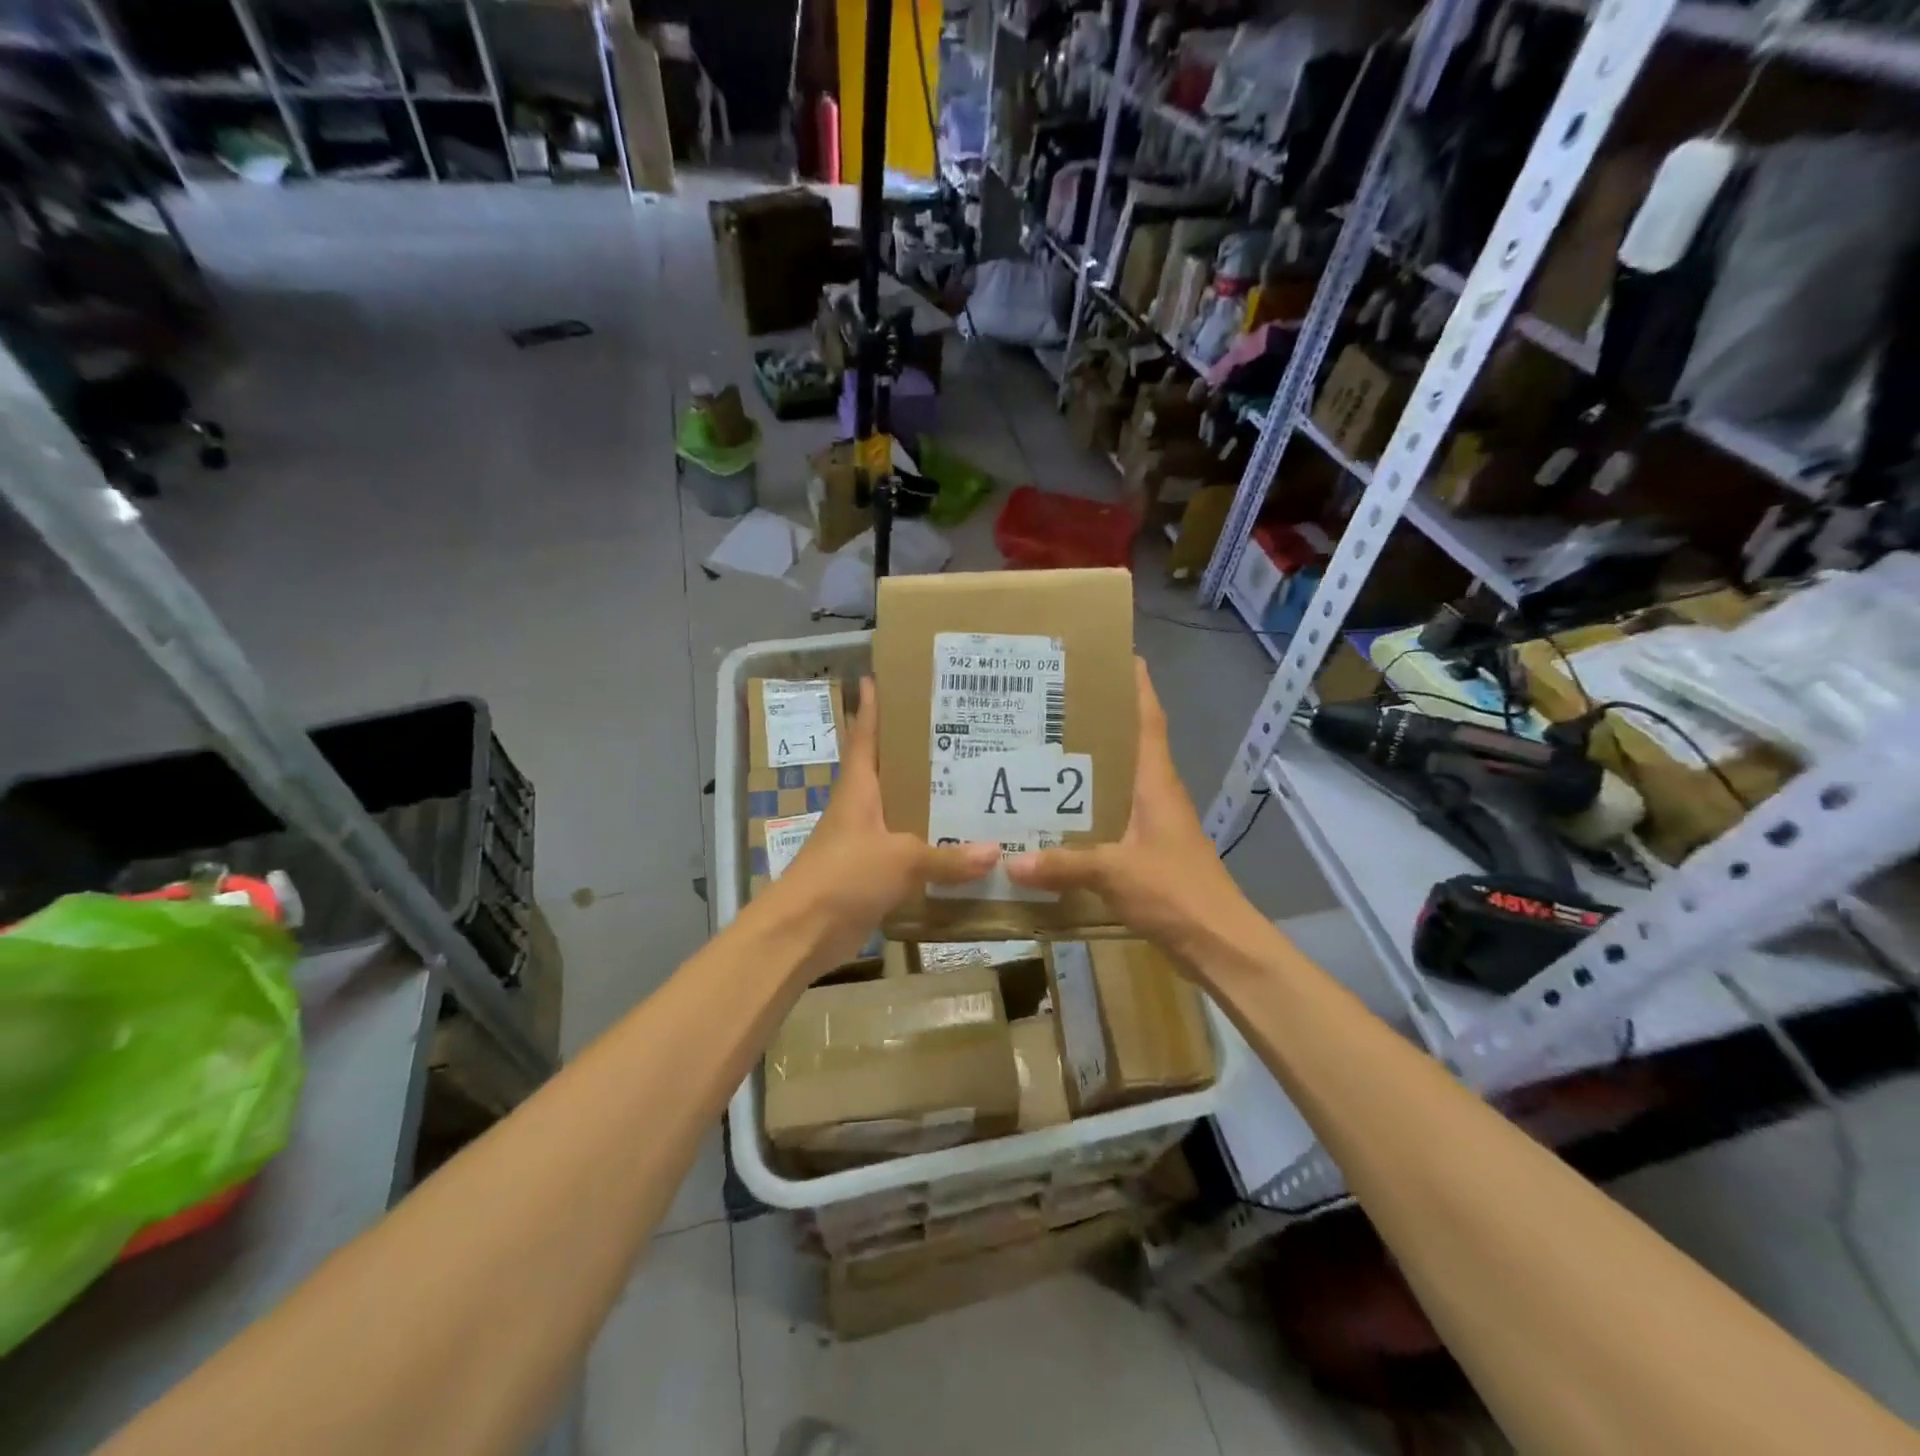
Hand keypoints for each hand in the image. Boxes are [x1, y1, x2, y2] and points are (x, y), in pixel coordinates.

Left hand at [762, 677, 998, 965]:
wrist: (801, 932)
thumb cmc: (844, 875)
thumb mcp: (901, 859)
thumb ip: (947, 857)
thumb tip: (996, 853)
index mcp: (859, 790)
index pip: (865, 738)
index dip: (870, 709)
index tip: (876, 678)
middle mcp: (860, 810)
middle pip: (888, 773)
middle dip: (916, 755)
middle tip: (958, 735)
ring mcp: (863, 845)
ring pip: (901, 816)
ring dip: (927, 806)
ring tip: (971, 790)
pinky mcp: (869, 877)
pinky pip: (906, 856)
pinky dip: (928, 853)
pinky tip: (958, 852)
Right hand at [1005, 659, 1261, 964]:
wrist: (1218, 943)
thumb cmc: (1176, 892)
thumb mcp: (1115, 873)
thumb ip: (1063, 865)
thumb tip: (1010, 861)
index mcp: (1155, 783)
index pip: (1149, 720)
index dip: (1137, 685)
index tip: (1116, 654)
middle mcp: (1155, 794)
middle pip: (1129, 744)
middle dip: (1098, 720)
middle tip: (1050, 703)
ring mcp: (1153, 823)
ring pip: (1117, 781)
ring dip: (1088, 765)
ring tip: (1041, 751)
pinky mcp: (1146, 851)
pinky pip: (1110, 816)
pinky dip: (1085, 808)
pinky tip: (1054, 816)